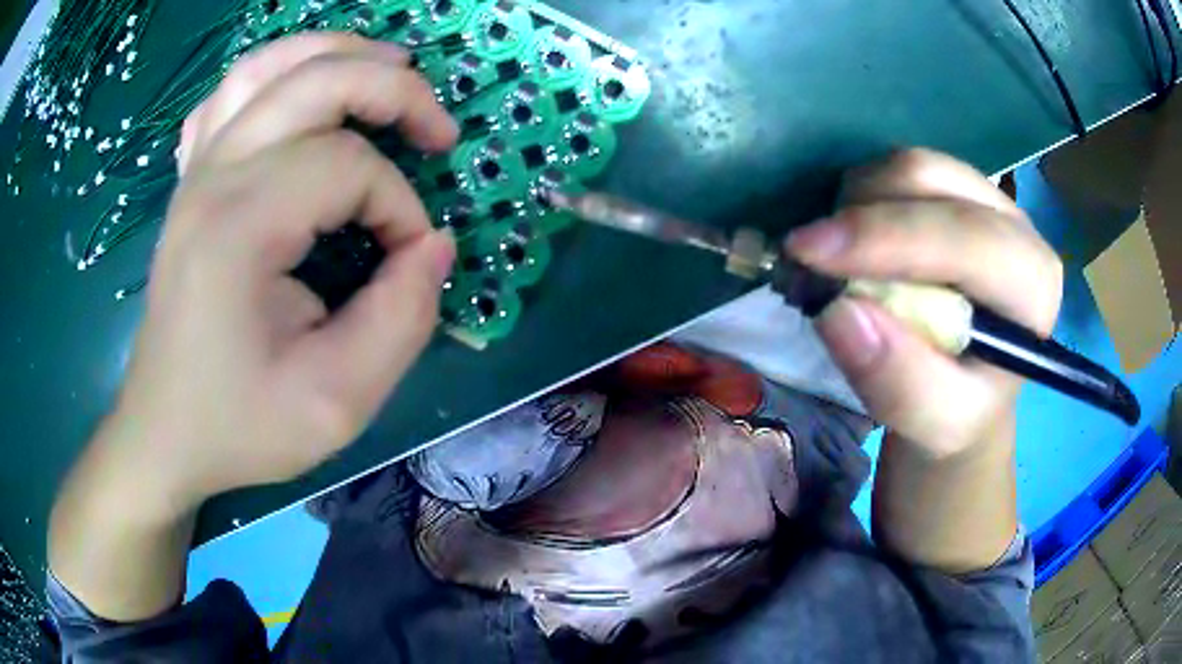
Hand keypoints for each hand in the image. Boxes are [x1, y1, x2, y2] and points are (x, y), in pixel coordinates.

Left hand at [113, 32, 458, 509]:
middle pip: (315, 81)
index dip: (400, 206)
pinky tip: (298, 94)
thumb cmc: (239, 426)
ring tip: (388, 67)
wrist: (164, 435)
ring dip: (336, 53)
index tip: (411, 260)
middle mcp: (213, 178)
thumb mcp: (336, 403)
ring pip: (267, 66)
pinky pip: (228, 96)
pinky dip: (273, 75)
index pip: (348, 168)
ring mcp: (195, 173)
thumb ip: (401, 321)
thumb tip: (434, 247)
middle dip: (394, 91)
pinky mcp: (190, 182)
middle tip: (438, 131)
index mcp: (239, 227)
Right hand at [787, 149, 1061, 457]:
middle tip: (806, 258)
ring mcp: (986, 197)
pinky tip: (857, 243)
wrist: (968, 387)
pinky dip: (861, 197)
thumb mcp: (935, 425)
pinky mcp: (957, 188)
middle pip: (930, 180)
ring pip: (908, 165)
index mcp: (1032, 286)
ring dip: (857, 204)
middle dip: (860, 214)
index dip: (887, 236)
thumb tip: (837, 311)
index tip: (808, 253)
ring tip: (839, 260)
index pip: (966, 237)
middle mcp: (1017, 225)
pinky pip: (897, 169)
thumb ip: (899, 384)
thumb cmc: (959, 410)